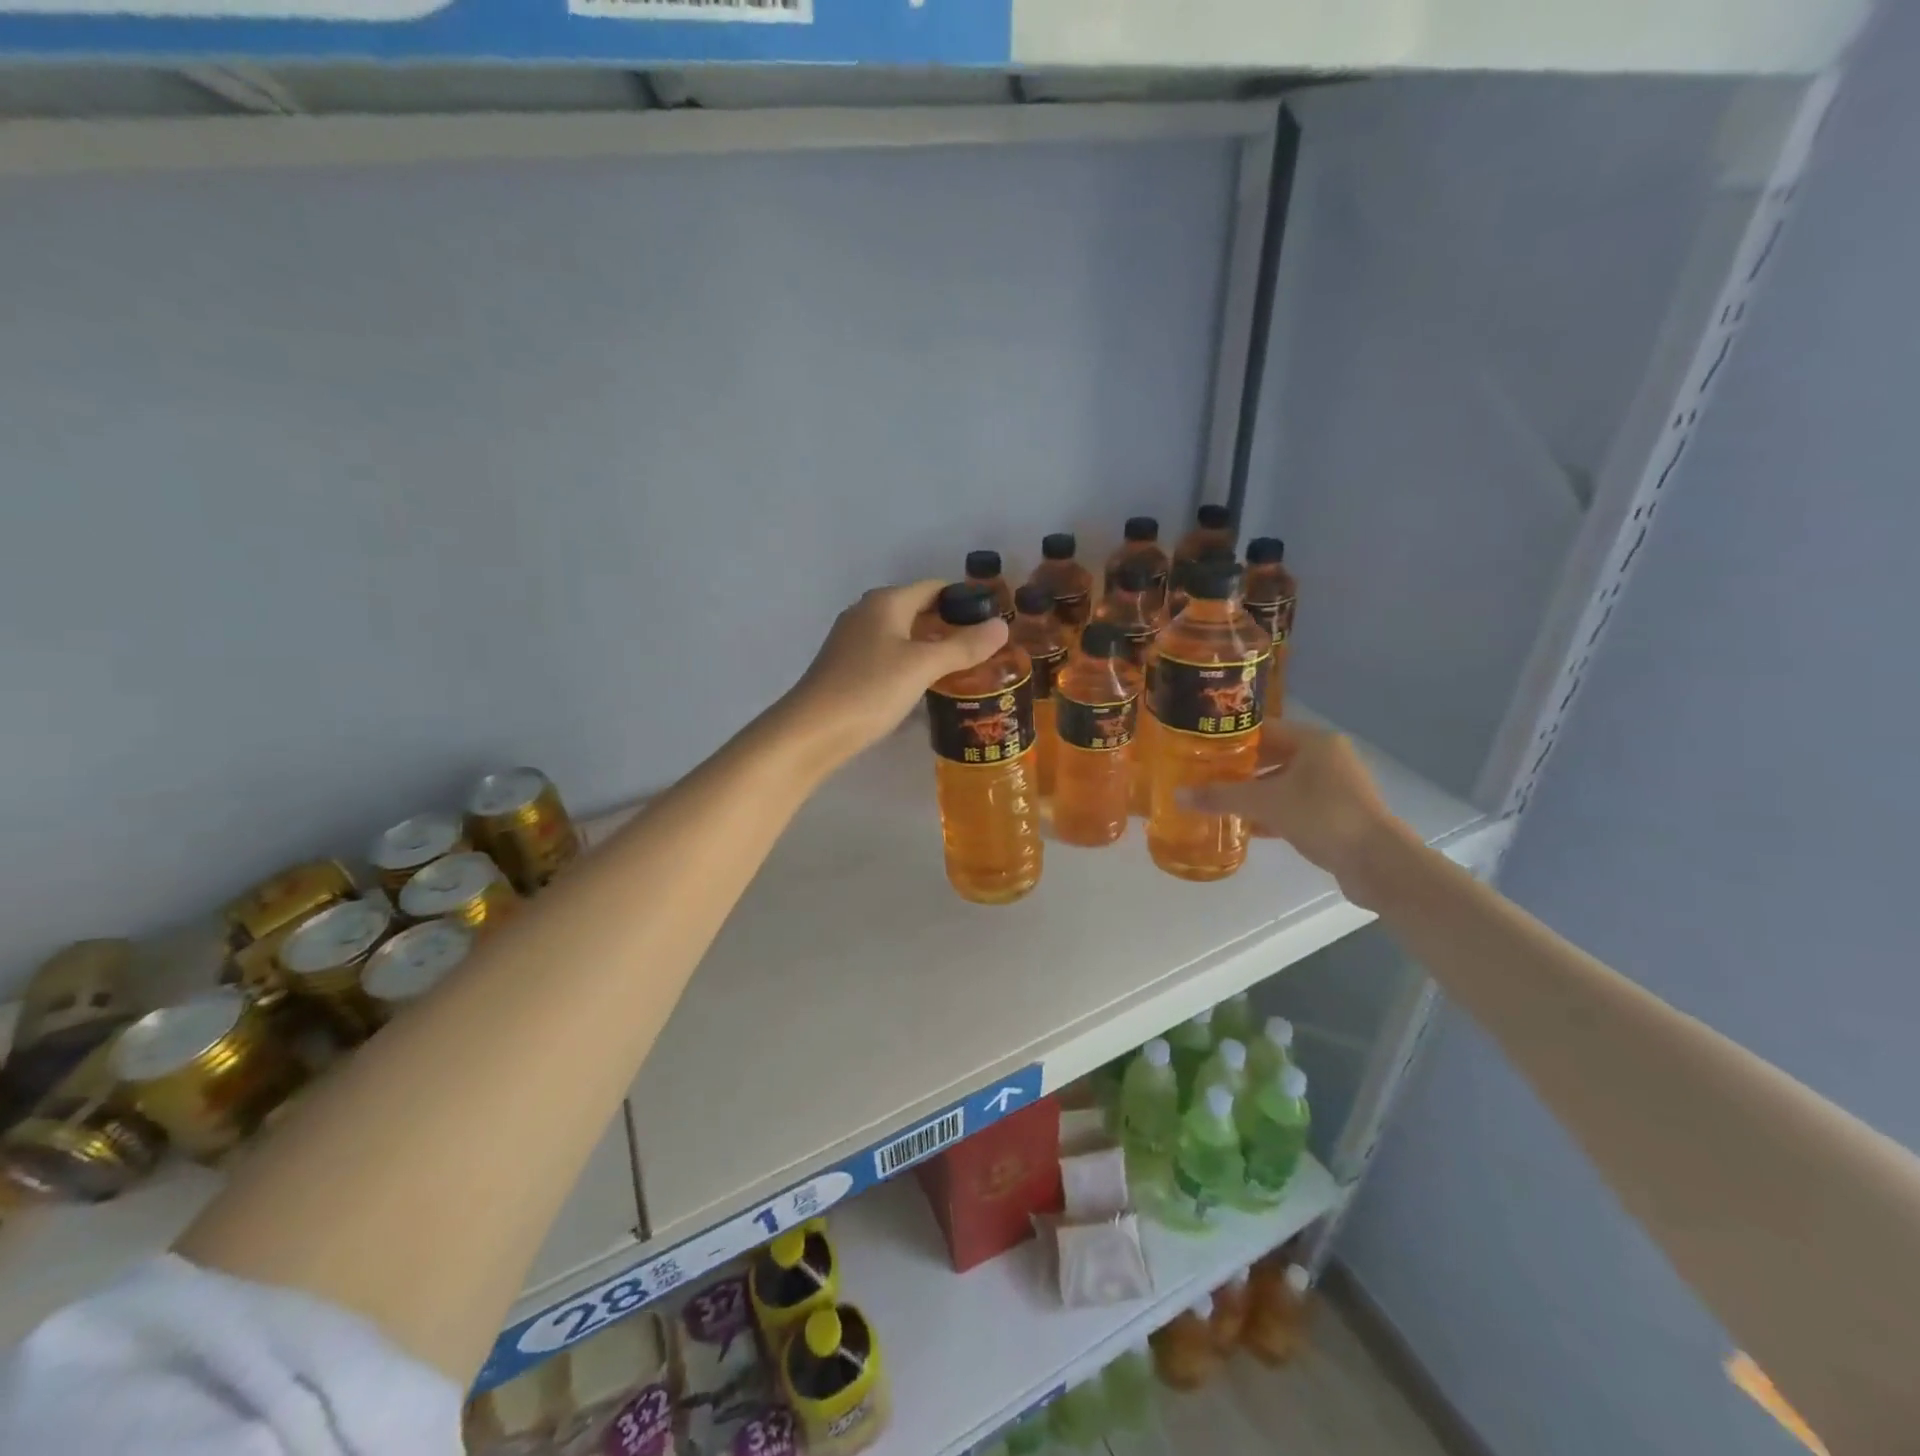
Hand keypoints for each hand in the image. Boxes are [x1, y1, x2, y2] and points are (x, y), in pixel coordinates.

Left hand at [777, 580, 1007, 763]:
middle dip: (950, 625)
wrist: (811, 731)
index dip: (965, 600)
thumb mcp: (922, 666)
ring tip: (964, 668)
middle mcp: (867, 613)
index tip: (994, 621)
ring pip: (903, 635)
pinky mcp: (847, 667)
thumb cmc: (869, 690)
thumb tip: (1001, 625)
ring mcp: (853, 641)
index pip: (934, 587)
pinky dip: (911, 663)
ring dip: (931, 647)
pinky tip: (926, 685)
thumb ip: (963, 646)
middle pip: (918, 609)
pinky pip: (889, 656)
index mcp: (886, 602)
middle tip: (984, 649)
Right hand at [1179, 723, 1413, 905]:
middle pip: (1273, 756)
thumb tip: (1177, 795)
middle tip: (1205, 776)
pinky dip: (1272, 813)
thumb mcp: (1266, 803)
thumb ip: (1221, 797)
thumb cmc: (1322, 816)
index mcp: (1314, 741)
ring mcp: (1335, 787)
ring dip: (1255, 793)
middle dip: (1240, 768)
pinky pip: (1295, 805)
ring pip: (1284, 783)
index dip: (1231, 738)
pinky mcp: (1337, 814)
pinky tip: (1247, 826)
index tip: (1201, 749)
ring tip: (1220, 801)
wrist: (1378, 863)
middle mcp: (1327, 757)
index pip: (1263, 729)